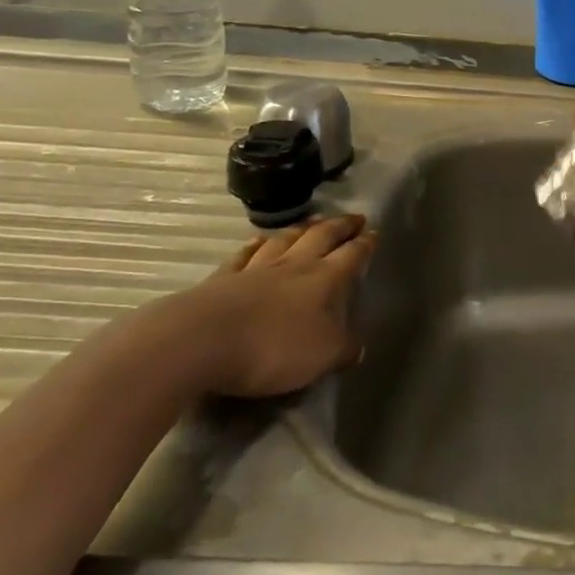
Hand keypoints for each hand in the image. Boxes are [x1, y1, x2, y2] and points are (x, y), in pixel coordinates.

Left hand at [175, 215, 376, 397]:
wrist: (200, 342)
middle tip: (354, 217)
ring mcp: (255, 269)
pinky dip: (256, 245)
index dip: (365, 244)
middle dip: (341, 226)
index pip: (352, 255)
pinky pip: (245, 255)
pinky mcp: (222, 280)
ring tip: (314, 221)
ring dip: (303, 229)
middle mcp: (294, 266)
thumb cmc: (272, 348)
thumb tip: (360, 346)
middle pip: (322, 237)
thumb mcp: (322, 356)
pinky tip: (259, 240)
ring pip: (285, 240)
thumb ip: (344, 349)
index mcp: (324, 279)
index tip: (374, 233)